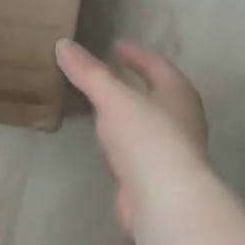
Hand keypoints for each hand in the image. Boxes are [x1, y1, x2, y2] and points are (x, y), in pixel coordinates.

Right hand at [56, 39, 208, 237]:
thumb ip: (89, 73)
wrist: (164, 199)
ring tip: (101, 109)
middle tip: (107, 76)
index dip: (137, 55)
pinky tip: (105, 149)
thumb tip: (62, 44)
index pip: (158, 67)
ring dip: (126, 116)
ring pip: (146, 126)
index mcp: (178, 94)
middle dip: (134, 85)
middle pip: (157, 95)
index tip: (117, 45)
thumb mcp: (113, 98)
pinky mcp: (157, 178)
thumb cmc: (146, 137)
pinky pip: (136, 153)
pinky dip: (121, 145)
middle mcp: (181, 120)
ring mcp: (171, 152)